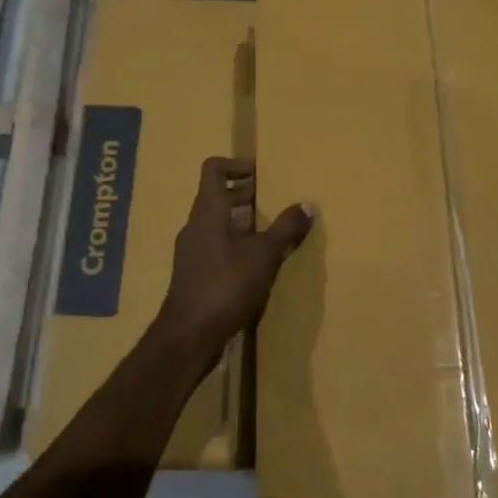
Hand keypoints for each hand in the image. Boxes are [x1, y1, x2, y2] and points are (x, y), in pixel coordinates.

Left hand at [157, 157, 313, 351]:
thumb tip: (308, 205)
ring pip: (216, 224)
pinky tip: (256, 263)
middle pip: (216, 196)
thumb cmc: (226, 285)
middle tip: (272, 200)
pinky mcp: (193, 274)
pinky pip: (215, 246)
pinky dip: (235, 244)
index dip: (235, 164)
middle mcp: (195, 226)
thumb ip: (286, 228)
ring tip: (270, 231)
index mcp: (208, 211)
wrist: (189, 334)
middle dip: (243, 194)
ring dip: (241, 221)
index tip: (260, 172)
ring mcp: (191, 251)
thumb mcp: (264, 255)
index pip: (213, 169)